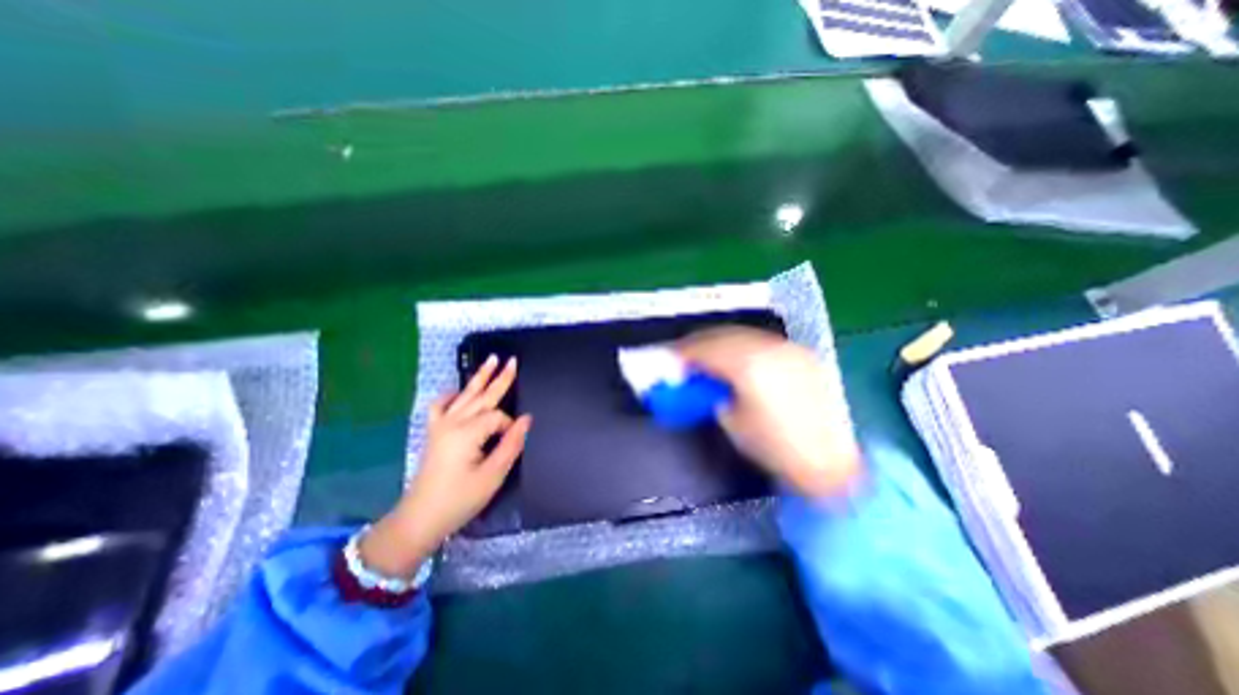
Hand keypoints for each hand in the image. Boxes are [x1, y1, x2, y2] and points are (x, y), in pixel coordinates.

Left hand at [359, 357, 531, 576]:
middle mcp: (453, 422)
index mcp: (468, 433)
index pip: (498, 417)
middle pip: (482, 396)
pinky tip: (459, 390)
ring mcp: (440, 425)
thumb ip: (511, 444)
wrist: (420, 518)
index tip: (514, 441)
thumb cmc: (459, 499)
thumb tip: (527, 419)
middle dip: (499, 378)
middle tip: (512, 360)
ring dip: (479, 377)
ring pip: (464, 395)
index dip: (510, 425)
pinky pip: (440, 405)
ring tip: (491, 360)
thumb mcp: (492, 475)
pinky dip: (451, 394)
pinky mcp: (433, 431)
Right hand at [676, 325, 862, 497]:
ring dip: (720, 341)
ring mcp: (788, 348)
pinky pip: (760, 341)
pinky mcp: (800, 354)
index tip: (670, 358)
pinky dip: (741, 345)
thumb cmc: (776, 448)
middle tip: (684, 355)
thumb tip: (700, 380)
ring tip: (707, 354)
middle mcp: (769, 347)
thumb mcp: (732, 422)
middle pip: (723, 334)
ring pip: (743, 333)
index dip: (683, 352)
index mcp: (748, 366)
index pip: (706, 348)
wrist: (833, 463)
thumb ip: (713, 393)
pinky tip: (735, 357)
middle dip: (699, 342)